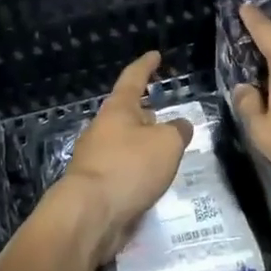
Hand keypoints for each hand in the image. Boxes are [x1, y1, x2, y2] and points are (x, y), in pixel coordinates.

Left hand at [56, 51, 193, 266]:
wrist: (90, 215)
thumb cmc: (129, 168)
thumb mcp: (166, 144)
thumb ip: (177, 131)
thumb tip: (180, 126)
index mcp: (117, 110)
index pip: (133, 78)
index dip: (146, 66)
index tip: (155, 55)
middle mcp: (103, 129)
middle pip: (126, 113)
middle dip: (145, 112)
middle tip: (166, 115)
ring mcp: (96, 158)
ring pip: (125, 143)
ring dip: (143, 144)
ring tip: (167, 151)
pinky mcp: (96, 186)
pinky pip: (123, 169)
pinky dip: (138, 170)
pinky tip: (152, 180)